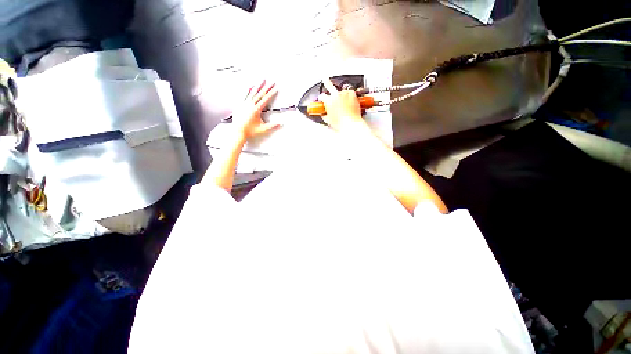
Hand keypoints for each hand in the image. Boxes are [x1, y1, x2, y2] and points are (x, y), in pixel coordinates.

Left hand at [232, 80, 279, 140]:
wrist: (238, 132)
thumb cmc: (250, 131)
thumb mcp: (262, 129)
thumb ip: (272, 126)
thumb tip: (280, 124)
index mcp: (256, 109)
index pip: (265, 99)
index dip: (271, 93)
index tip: (275, 88)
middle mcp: (250, 104)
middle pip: (260, 93)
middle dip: (267, 87)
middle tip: (271, 82)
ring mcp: (244, 103)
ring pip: (252, 92)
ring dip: (258, 85)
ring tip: (262, 80)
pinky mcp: (239, 104)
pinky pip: (244, 95)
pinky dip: (248, 90)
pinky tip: (250, 86)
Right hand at [318, 78, 369, 133]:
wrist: (351, 124)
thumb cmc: (341, 123)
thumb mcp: (328, 121)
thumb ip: (325, 115)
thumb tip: (324, 114)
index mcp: (328, 101)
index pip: (322, 96)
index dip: (322, 98)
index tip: (322, 99)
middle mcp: (336, 96)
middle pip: (329, 86)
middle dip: (326, 82)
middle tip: (325, 80)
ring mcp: (344, 94)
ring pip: (341, 90)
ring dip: (340, 94)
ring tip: (342, 100)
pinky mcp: (352, 94)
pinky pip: (350, 91)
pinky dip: (349, 94)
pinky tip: (348, 98)